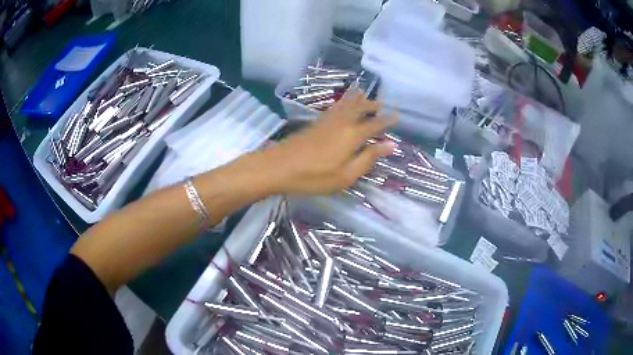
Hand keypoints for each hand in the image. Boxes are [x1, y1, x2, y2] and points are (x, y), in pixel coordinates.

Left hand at [262, 91, 396, 194]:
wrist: (279, 166)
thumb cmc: (315, 176)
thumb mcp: (346, 175)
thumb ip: (368, 158)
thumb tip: (391, 144)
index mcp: (352, 135)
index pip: (375, 124)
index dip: (387, 120)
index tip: (396, 116)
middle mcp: (342, 122)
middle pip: (360, 108)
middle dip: (372, 105)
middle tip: (381, 105)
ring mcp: (327, 120)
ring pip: (346, 104)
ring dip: (357, 99)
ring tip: (364, 94)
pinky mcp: (315, 122)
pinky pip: (335, 107)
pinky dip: (343, 102)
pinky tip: (342, 104)